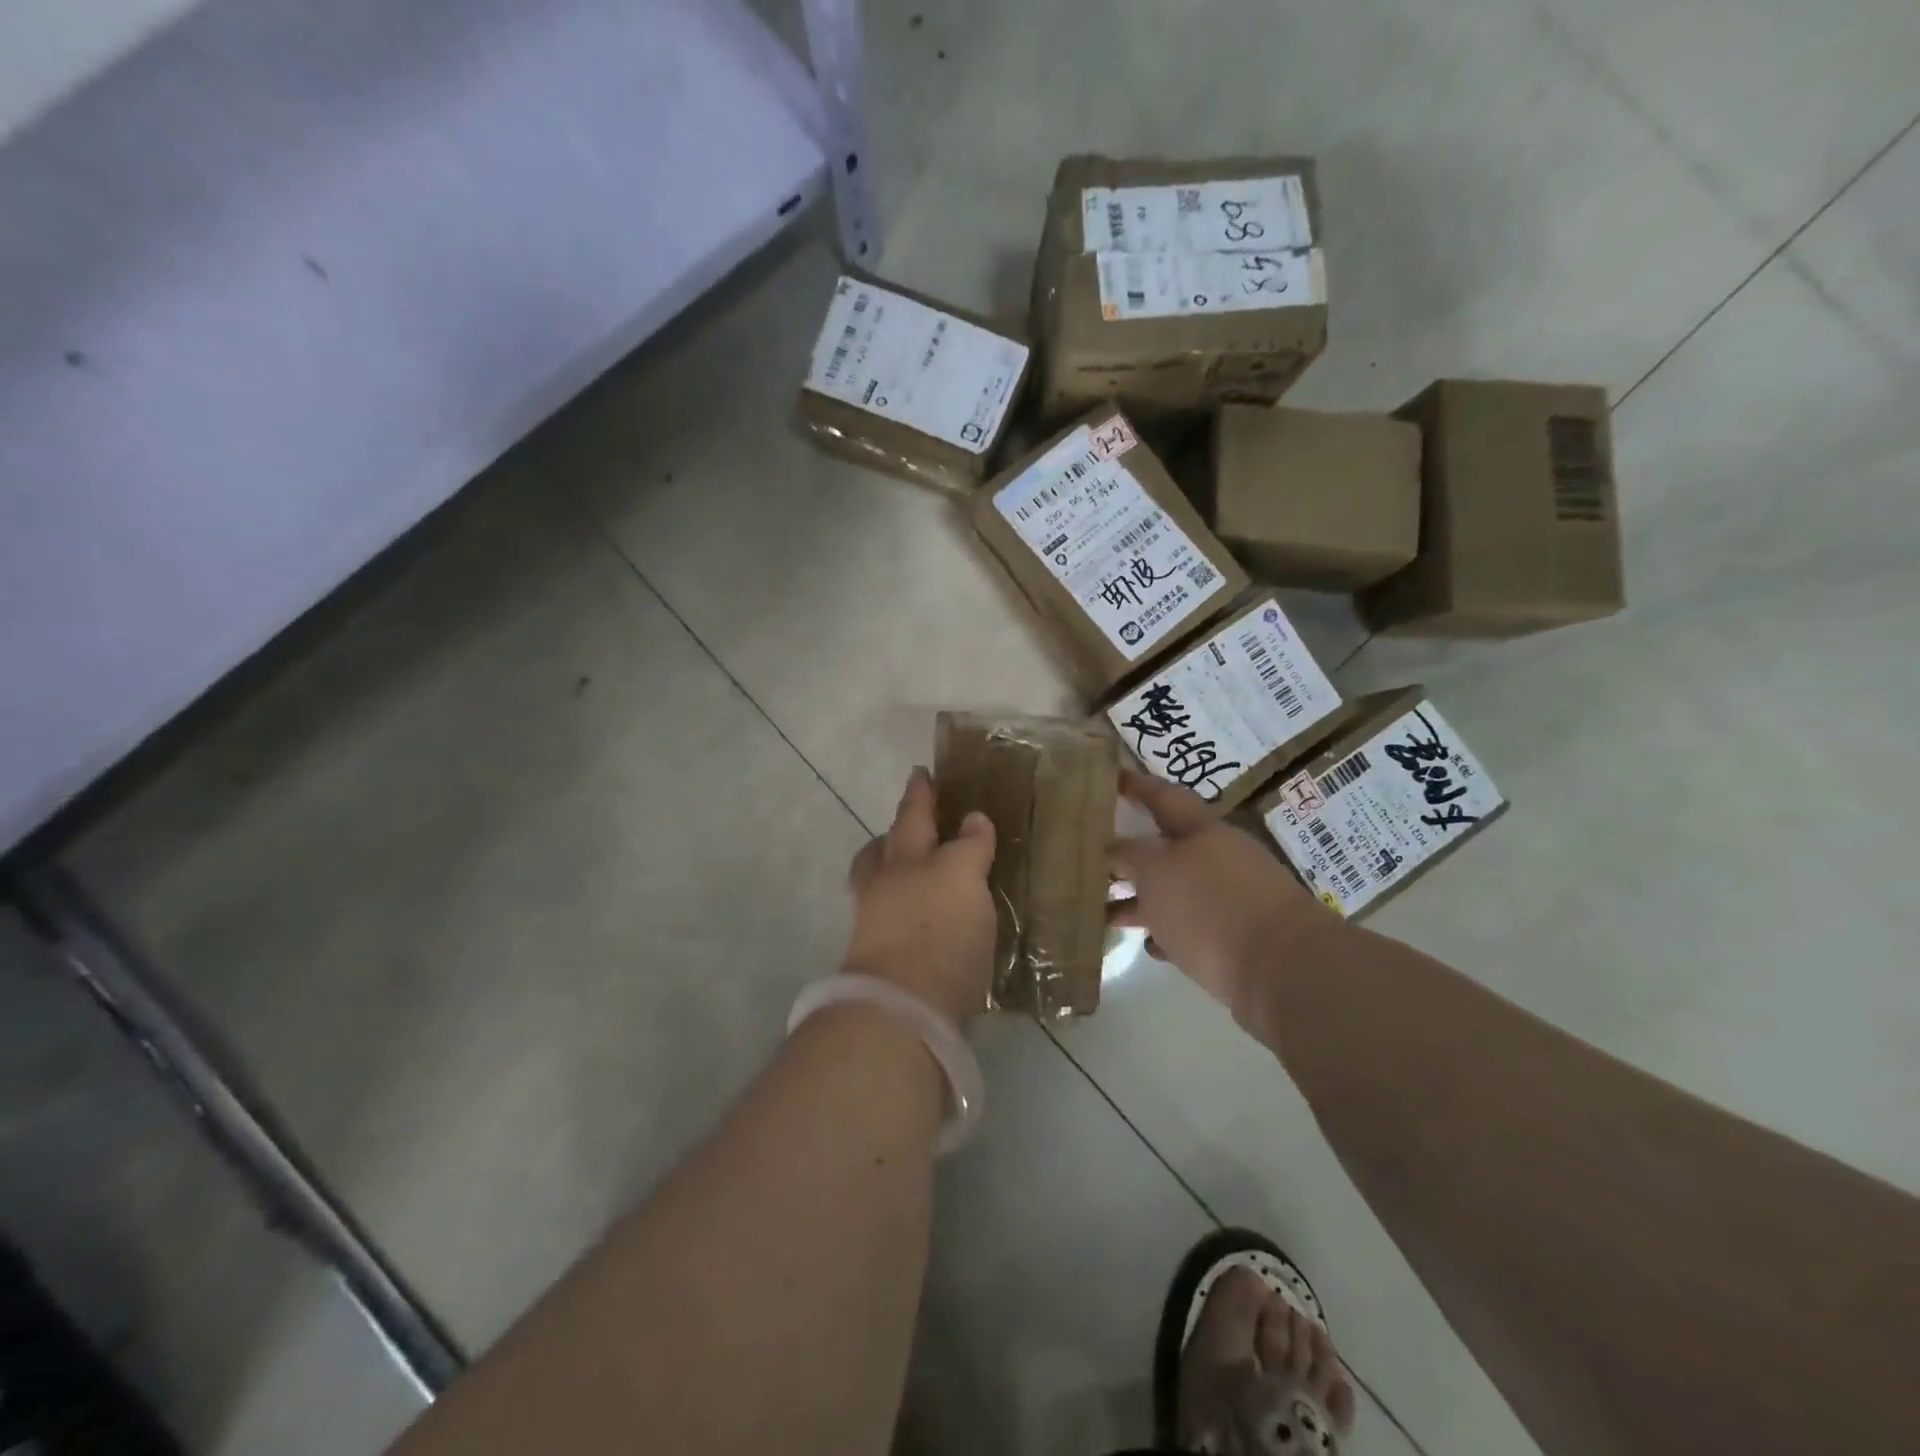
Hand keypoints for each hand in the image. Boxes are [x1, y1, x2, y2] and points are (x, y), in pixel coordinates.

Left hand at [844, 768, 997, 1027]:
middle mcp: (883, 888)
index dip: (919, 794)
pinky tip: (927, 921)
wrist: (905, 1010)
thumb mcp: (963, 877)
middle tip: (911, 828)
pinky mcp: (886, 964)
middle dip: (894, 836)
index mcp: (903, 859)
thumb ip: (969, 847)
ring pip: (879, 888)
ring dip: (896, 876)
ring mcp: (876, 927)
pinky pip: (891, 923)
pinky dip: (905, 913)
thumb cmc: (938, 931)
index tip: (920, 773)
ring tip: (921, 877)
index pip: (913, 816)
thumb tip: (973, 820)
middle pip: (881, 852)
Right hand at [1109, 770, 1337, 1024]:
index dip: (1136, 784)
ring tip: (1102, 910)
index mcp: (1202, 830)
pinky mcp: (1237, 937)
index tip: (1111, 776)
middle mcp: (1218, 857)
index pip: (1162, 796)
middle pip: (1166, 847)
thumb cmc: (1210, 906)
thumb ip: (1127, 855)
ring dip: (1141, 899)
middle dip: (1130, 853)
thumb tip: (1110, 849)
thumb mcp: (1155, 872)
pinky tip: (1149, 944)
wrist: (1283, 971)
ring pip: (1175, 890)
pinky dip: (1168, 931)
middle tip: (1092, 854)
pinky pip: (1192, 926)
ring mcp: (1231, 898)